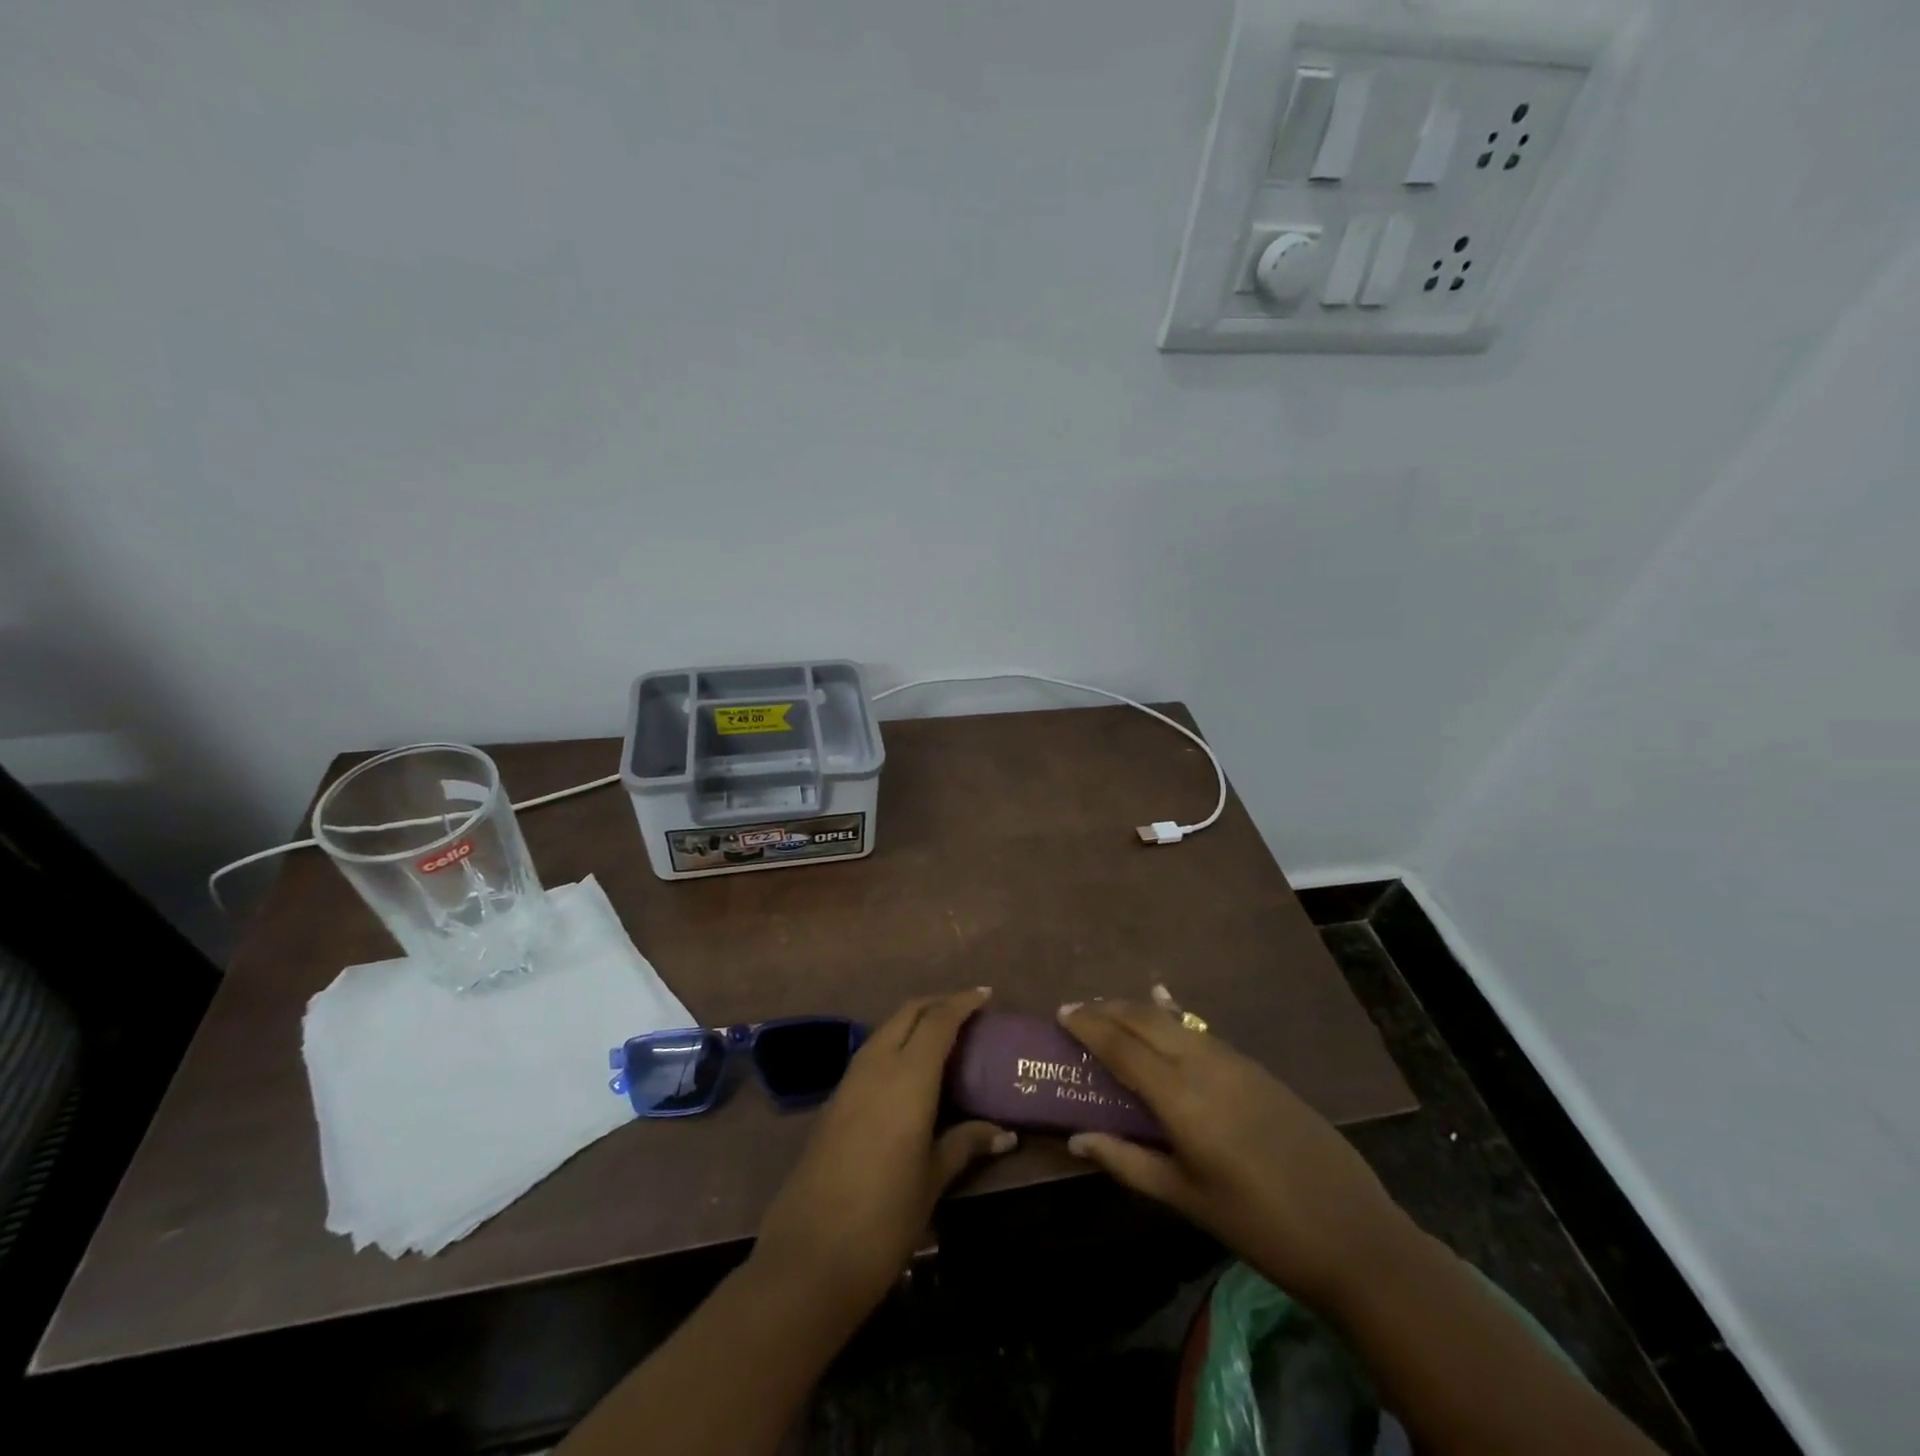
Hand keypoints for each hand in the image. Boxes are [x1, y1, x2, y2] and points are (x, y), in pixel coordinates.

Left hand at [752, 988, 1014, 1319]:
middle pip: (907, 1013)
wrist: (810, 1256)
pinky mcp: (834, 1101)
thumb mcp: (933, 1177)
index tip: (985, 994)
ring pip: (885, 1030)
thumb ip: (965, 1143)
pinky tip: (909, 1070)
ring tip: (942, 1037)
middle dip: (937, 1004)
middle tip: (967, 1011)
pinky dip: (895, 1045)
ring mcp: (849, 1081)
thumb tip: (1004, 1133)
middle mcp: (876, 1065)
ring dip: (913, 1022)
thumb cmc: (885, 1216)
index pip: (938, 1020)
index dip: (962, 1002)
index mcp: (907, 1076)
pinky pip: (871, 1054)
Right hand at [1058, 994, 1412, 1308]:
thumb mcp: (1186, 1198)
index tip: (1062, 1011)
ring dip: (1138, 1010)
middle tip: (1079, 1008)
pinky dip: (1173, 1018)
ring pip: (1174, 1020)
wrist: (1352, 1232)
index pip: (1122, 1046)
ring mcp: (1235, 1061)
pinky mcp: (1257, 1068)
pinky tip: (1168, 1012)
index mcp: (1182, 1098)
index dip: (1089, 1025)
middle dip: (1109, 1008)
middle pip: (1146, 1019)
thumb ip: (1127, 1162)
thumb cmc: (1258, 1225)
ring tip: (1112, 1012)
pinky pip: (1202, 1030)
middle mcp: (1204, 1065)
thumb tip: (1076, 1138)